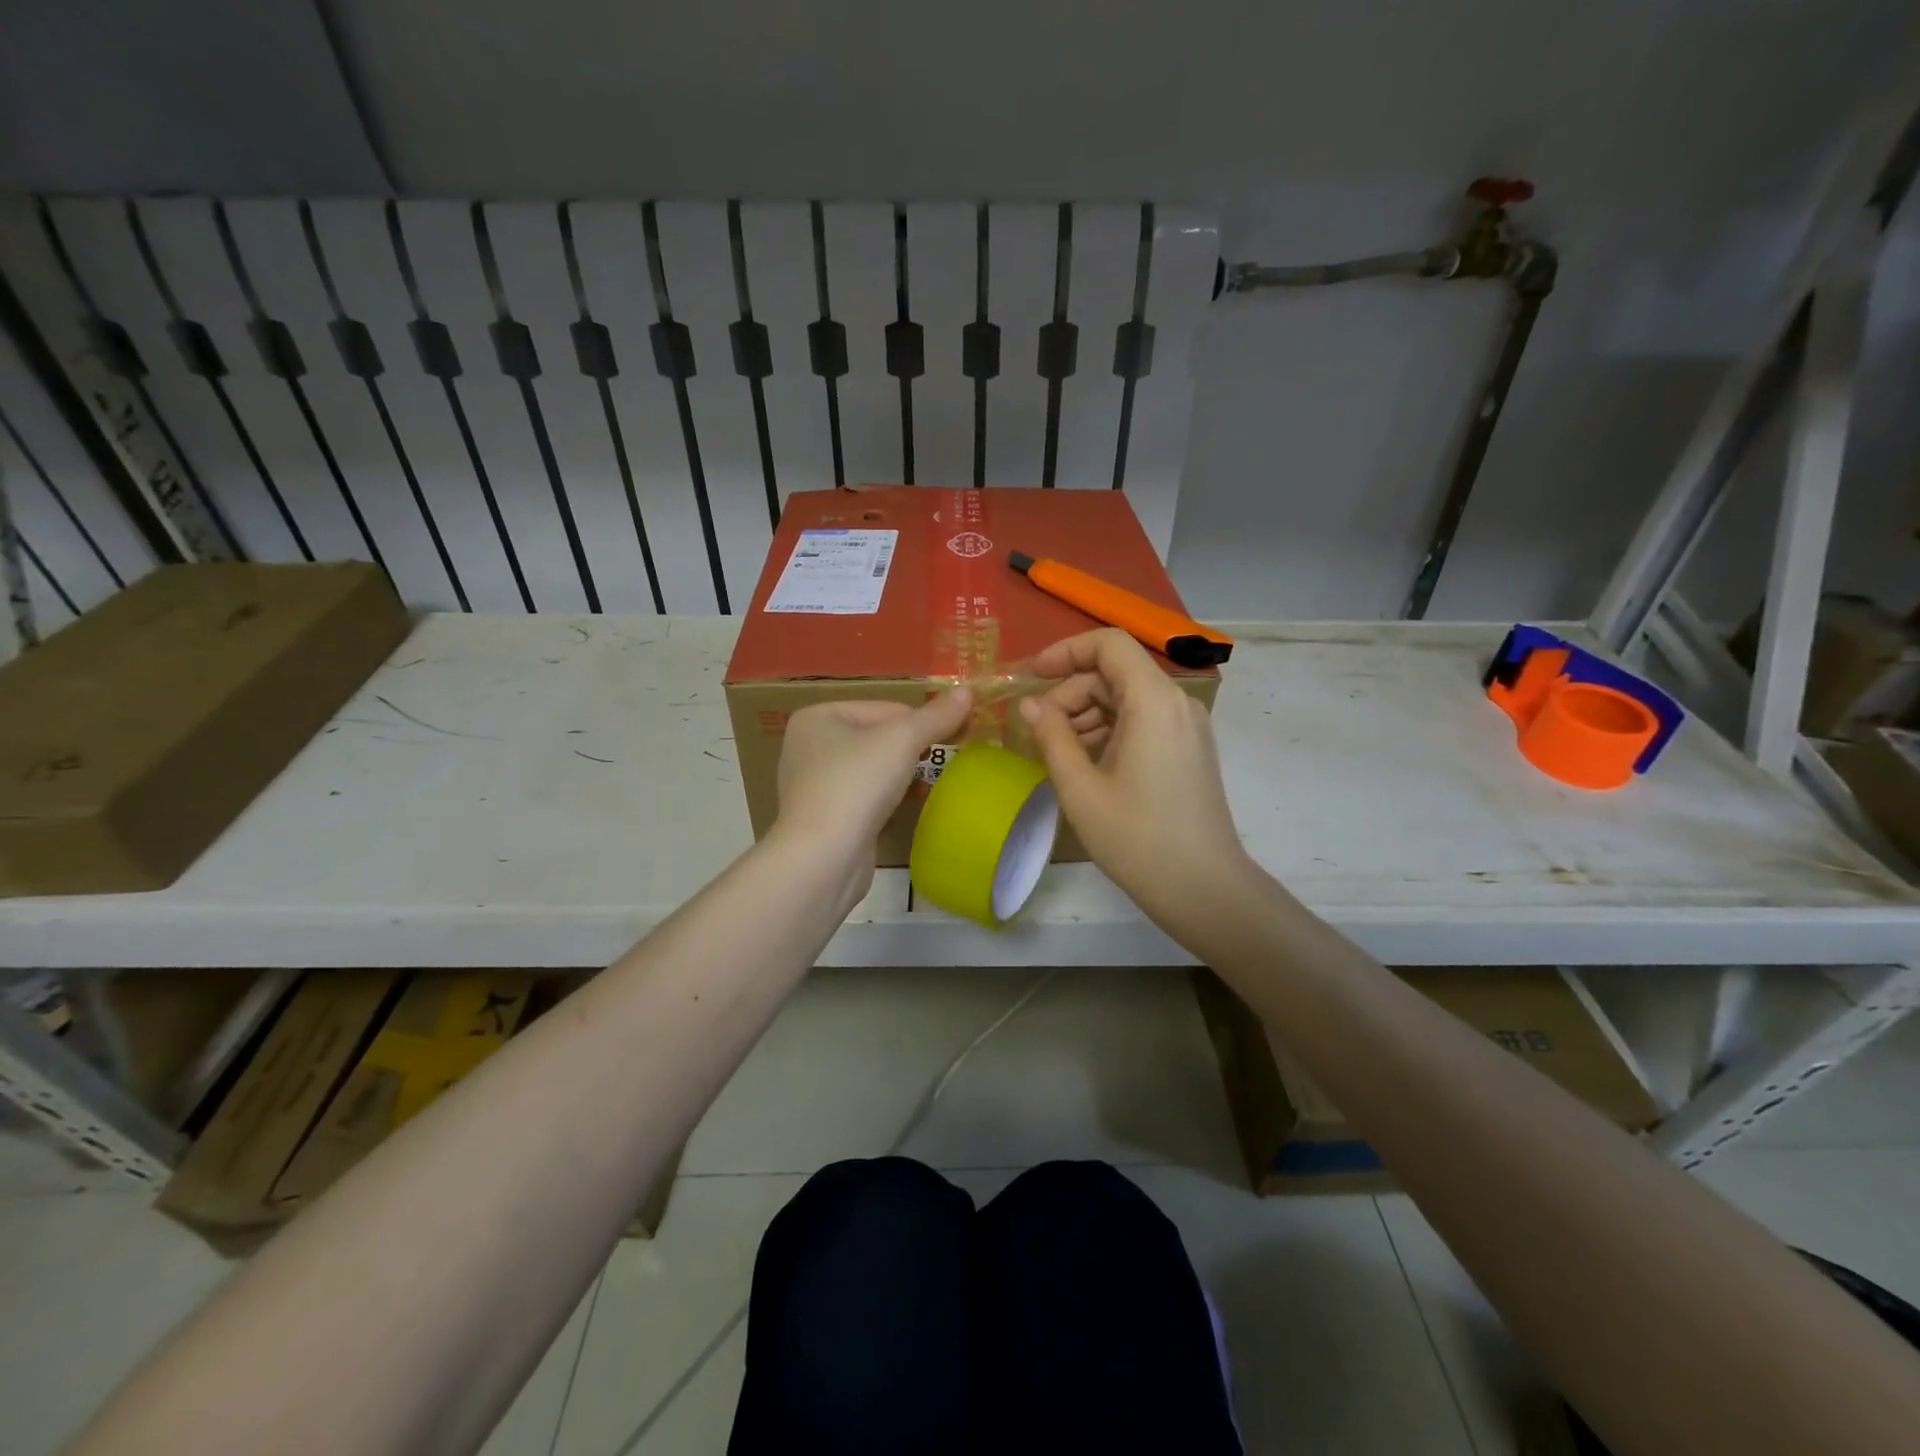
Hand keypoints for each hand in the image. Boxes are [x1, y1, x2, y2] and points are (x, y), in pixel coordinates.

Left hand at [774, 689, 973, 887]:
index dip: (922, 722)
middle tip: (945, 761)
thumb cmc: (857, 785)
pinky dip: (887, 798)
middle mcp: (809, 745)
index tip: (956, 738)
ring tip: (929, 784)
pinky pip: (864, 796)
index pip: (886, 708)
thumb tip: (967, 690)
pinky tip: (905, 807)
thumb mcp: (902, 741)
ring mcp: (813, 783)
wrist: (823, 858)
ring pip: (872, 767)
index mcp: (818, 716)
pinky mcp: (824, 817)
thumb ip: (935, 716)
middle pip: (878, 735)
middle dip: (912, 748)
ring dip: (902, 774)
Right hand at [1020, 630, 1257, 938]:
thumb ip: (1051, 736)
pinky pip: (1143, 720)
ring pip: (1127, 697)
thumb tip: (1029, 705)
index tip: (1032, 677)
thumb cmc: (1136, 838)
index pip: (1108, 644)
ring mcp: (1187, 725)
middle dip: (1070, 693)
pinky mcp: (1189, 748)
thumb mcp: (1080, 788)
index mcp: (1153, 700)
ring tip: (1058, 753)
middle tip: (1039, 732)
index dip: (1065, 651)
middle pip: (1114, 672)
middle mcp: (1176, 702)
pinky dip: (1109, 730)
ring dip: (1087, 714)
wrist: (1204, 888)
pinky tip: (1086, 764)